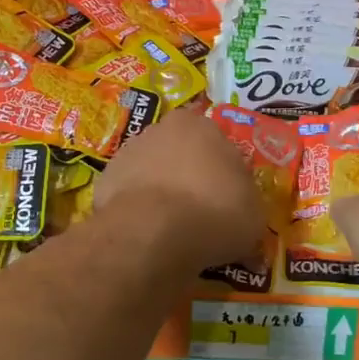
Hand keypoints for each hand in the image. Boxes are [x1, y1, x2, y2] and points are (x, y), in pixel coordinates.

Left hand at [95, 108, 264, 269]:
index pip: (217, 143)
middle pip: (181, 152)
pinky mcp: (105, 179)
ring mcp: (128, 152)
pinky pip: (129, 195)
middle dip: (189, 176)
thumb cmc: (215, 211)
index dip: (223, 173)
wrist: (153, 231)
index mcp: (202, 124)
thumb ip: (247, 204)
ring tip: (173, 229)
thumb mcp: (253, 213)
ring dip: (161, 192)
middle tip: (201, 212)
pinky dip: (137, 210)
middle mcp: (162, 128)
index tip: (227, 199)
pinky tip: (147, 234)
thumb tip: (243, 216)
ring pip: (152, 171)